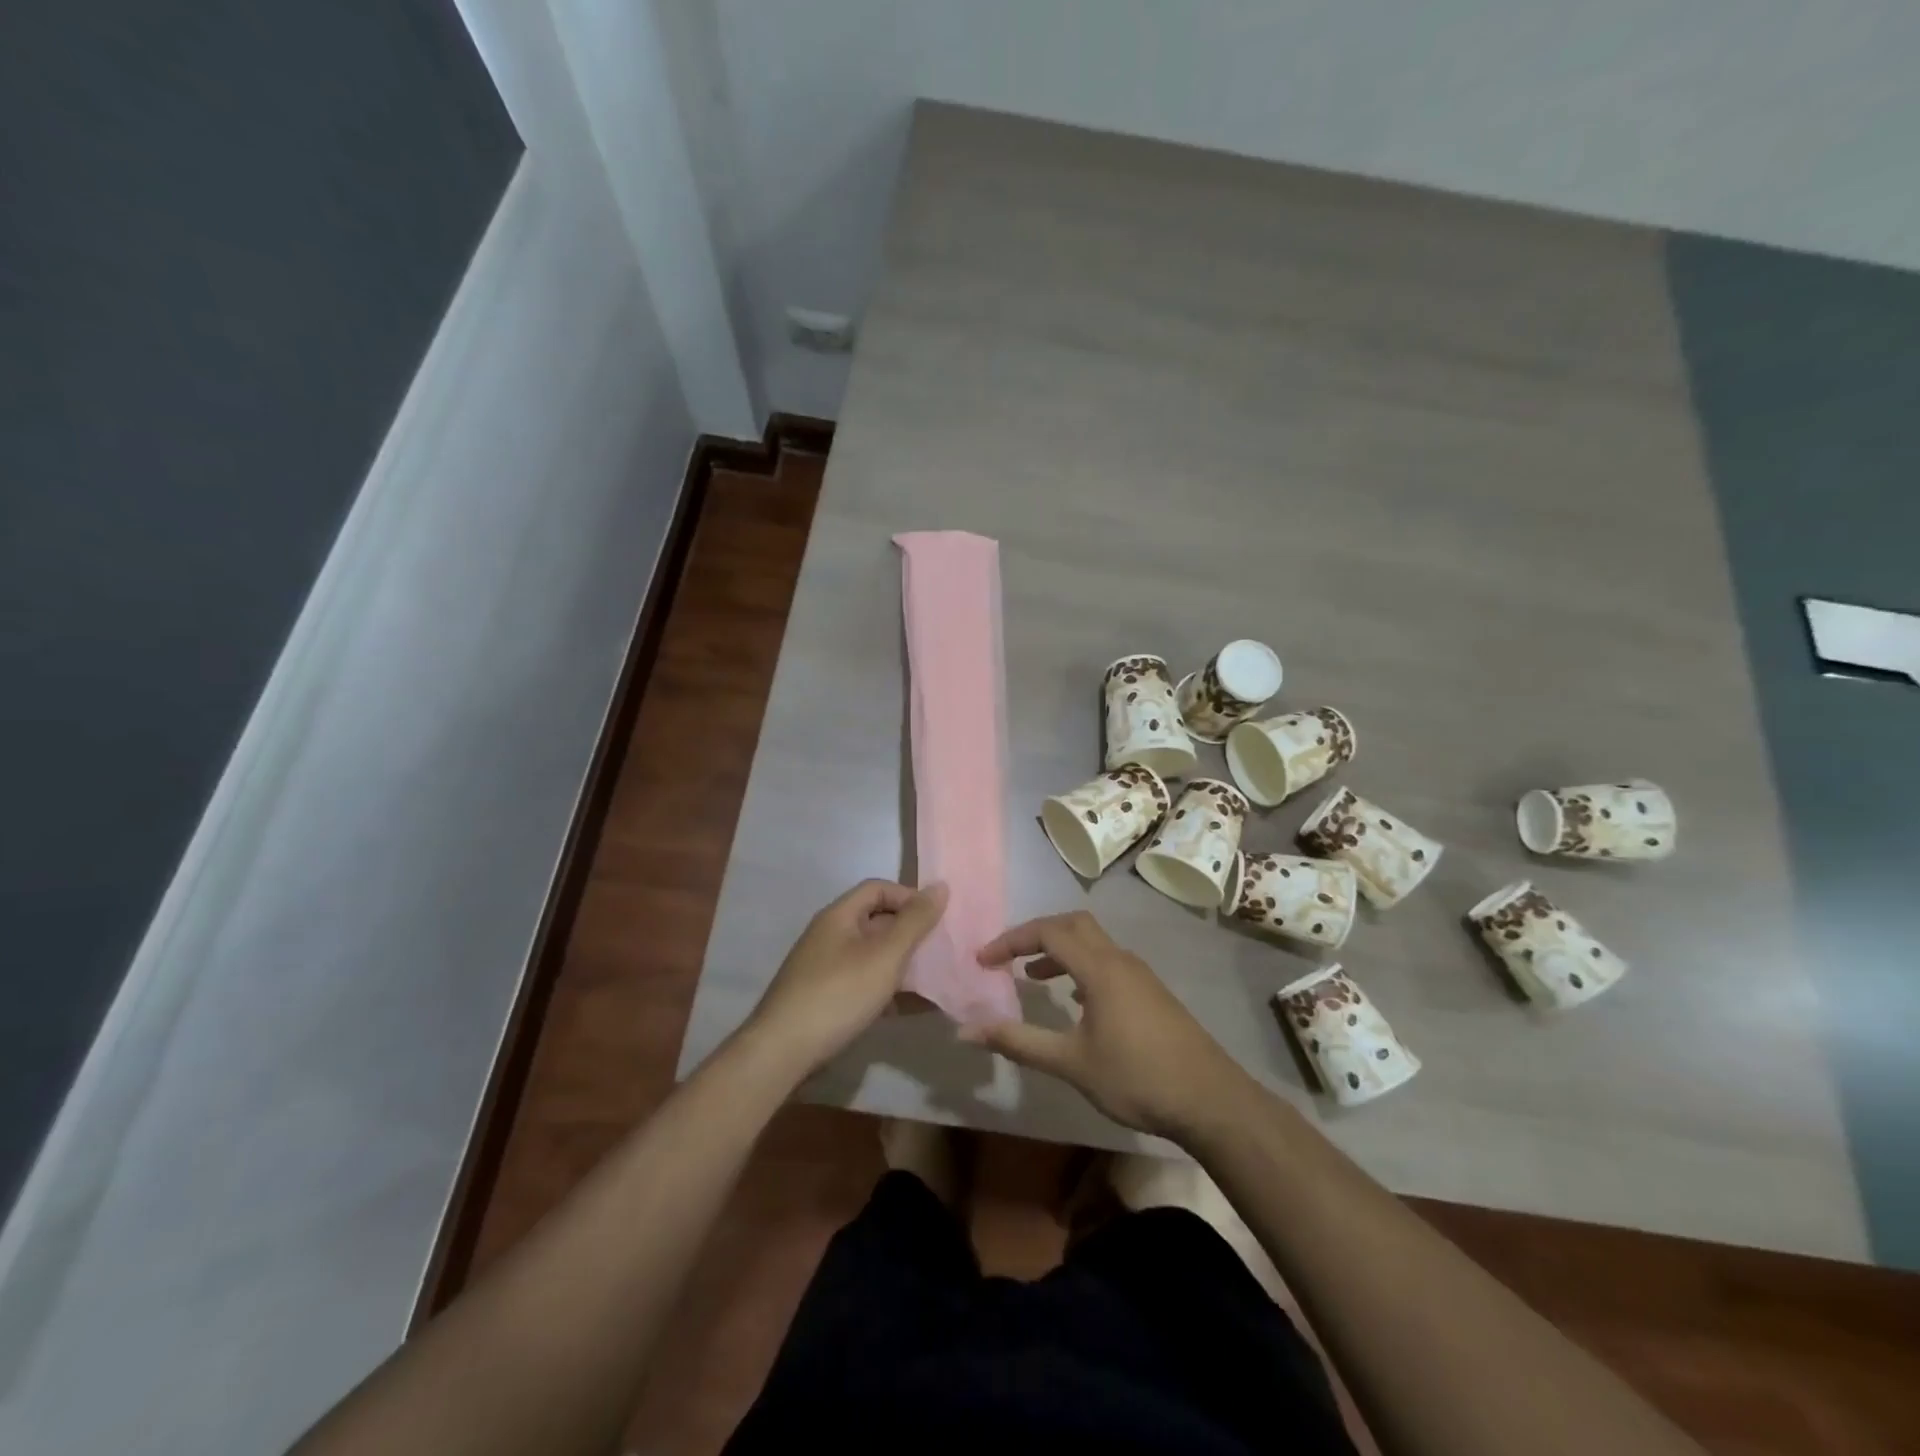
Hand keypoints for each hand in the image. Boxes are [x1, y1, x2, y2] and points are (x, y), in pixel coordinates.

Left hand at [746, 879, 947, 1074]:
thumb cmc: (838, 995)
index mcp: (839, 916)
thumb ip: (914, 922)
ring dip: (904, 964)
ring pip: (873, 956)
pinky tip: (914, 1008)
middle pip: (877, 921)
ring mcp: (826, 969)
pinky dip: (890, 990)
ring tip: (936, 979)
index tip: (937, 919)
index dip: (909, 897)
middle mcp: (830, 936)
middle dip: (911, 933)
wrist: (782, 1053)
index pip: (878, 889)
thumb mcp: (884, 956)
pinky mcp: (826, 999)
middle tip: (942, 950)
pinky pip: (865, 984)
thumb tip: (940, 886)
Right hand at [967, 910, 1248, 1138]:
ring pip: (1093, 943)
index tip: (983, 960)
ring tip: (1033, 977)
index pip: (1047, 932)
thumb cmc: (1136, 1077)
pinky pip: (1107, 962)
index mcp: (1099, 968)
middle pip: (1072, 924)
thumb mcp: (1071, 1063)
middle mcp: (1120, 960)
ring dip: (1060, 950)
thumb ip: (1018, 1042)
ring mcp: (1140, 974)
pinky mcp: (1151, 992)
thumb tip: (966, 1030)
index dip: (1010, 941)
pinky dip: (1081, 966)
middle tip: (1007, 958)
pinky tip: (1075, 1000)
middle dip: (1035, 934)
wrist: (1210, 1100)